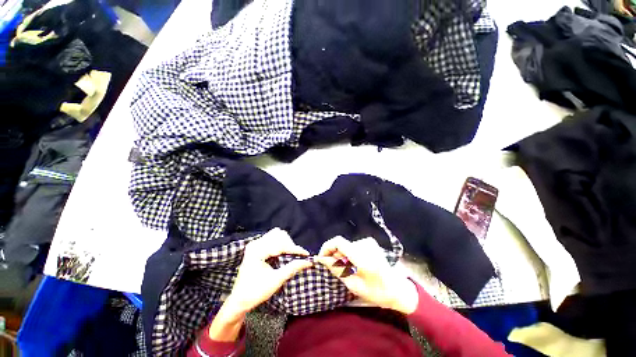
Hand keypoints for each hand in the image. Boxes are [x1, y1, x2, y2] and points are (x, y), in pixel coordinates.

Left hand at [209, 228, 312, 340]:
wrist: (239, 301)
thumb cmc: (255, 293)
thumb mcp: (276, 281)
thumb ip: (292, 268)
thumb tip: (308, 262)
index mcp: (256, 251)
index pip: (280, 244)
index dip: (294, 249)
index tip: (306, 254)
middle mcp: (255, 243)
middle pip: (279, 235)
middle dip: (290, 245)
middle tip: (296, 256)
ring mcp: (255, 244)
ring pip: (276, 235)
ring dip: (286, 243)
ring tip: (290, 254)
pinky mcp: (257, 247)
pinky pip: (272, 239)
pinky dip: (281, 244)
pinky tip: (284, 253)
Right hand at [317, 236, 418, 314]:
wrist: (396, 289)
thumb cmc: (376, 291)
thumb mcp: (354, 285)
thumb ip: (337, 269)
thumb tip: (322, 259)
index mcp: (362, 257)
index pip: (338, 241)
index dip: (327, 247)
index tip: (322, 258)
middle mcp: (365, 245)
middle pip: (341, 245)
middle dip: (335, 255)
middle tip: (337, 270)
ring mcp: (368, 242)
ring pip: (346, 246)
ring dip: (343, 256)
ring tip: (349, 270)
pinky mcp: (370, 242)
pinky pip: (352, 245)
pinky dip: (349, 254)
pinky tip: (356, 265)